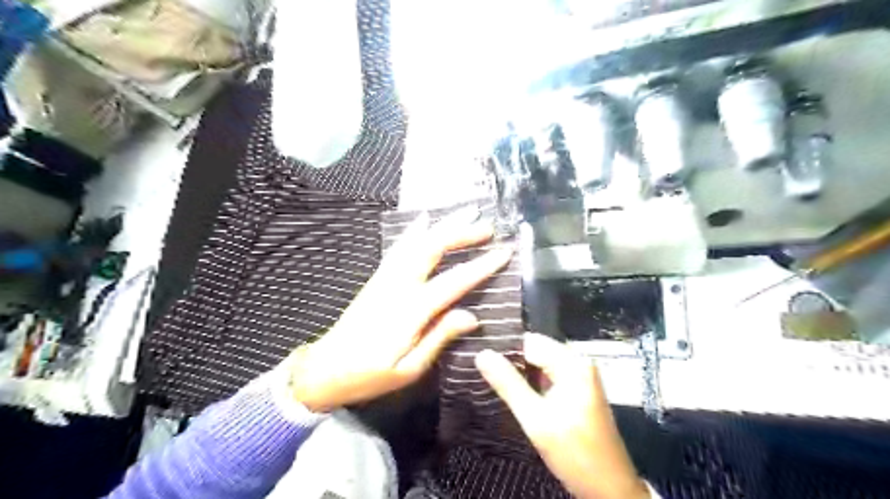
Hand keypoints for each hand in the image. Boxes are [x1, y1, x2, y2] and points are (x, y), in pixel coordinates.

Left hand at [289, 208, 510, 411]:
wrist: (325, 368)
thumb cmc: (370, 375)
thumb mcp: (409, 368)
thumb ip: (439, 338)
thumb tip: (472, 316)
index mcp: (410, 311)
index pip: (453, 282)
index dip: (481, 265)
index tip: (504, 252)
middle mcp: (398, 286)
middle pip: (432, 249)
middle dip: (462, 234)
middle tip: (488, 226)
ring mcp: (385, 277)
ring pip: (416, 242)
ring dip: (443, 225)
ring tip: (466, 212)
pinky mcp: (377, 277)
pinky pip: (398, 247)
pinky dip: (414, 231)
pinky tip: (424, 219)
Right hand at [476, 334, 651, 498]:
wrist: (610, 488)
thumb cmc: (575, 453)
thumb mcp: (536, 419)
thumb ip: (508, 384)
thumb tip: (482, 354)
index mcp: (572, 363)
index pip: (529, 340)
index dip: (503, 348)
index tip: (478, 356)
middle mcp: (578, 362)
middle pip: (535, 350)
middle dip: (510, 360)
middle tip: (482, 370)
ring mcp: (579, 376)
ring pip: (539, 363)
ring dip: (518, 372)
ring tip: (492, 378)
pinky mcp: (577, 389)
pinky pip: (547, 375)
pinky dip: (530, 381)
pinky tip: (513, 390)